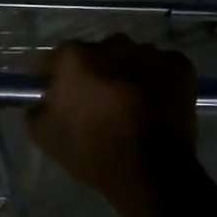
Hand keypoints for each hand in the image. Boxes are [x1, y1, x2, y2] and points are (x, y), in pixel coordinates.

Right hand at [27, 37, 197, 204]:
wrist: (152, 172)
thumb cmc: (92, 152)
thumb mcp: (44, 136)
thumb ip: (36, 109)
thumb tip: (43, 101)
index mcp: (74, 58)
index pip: (55, 59)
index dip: (53, 77)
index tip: (54, 94)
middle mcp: (112, 45)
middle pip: (95, 54)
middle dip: (92, 72)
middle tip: (94, 100)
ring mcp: (149, 53)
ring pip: (129, 58)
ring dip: (125, 73)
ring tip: (128, 102)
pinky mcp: (180, 66)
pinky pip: (160, 66)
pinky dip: (155, 79)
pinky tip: (153, 102)